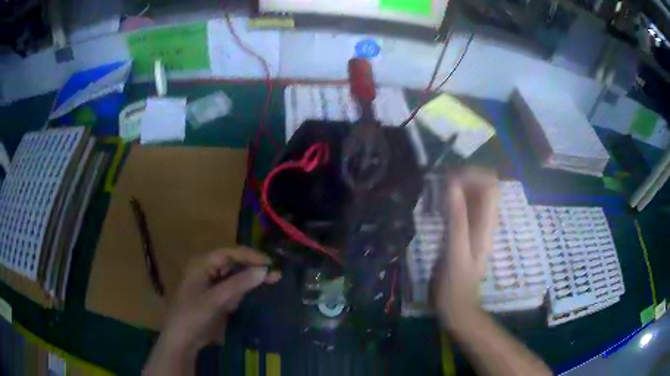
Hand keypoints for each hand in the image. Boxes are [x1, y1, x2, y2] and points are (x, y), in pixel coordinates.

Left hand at [146, 247, 280, 373]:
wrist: (182, 339)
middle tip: (275, 273)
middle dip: (253, 267)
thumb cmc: (193, 315)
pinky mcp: (216, 298)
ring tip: (273, 279)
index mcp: (202, 263)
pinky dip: (244, 289)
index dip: (250, 256)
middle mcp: (207, 270)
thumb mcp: (216, 299)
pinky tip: (258, 290)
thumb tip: (264, 269)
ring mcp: (211, 284)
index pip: (229, 253)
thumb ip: (239, 284)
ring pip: (235, 276)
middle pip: (233, 263)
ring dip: (251, 278)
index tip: (269, 263)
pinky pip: (233, 289)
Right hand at [434, 169, 498, 328]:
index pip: (491, 185)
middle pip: (484, 188)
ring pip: (474, 197)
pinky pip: (465, 208)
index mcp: (486, 224)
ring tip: (438, 192)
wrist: (457, 307)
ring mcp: (477, 228)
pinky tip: (439, 207)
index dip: (474, 175)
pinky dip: (454, 201)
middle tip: (441, 183)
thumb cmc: (455, 283)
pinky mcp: (467, 234)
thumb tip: (453, 185)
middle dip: (465, 179)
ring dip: (458, 189)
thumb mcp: (455, 251)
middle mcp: (485, 222)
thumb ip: (457, 218)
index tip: (451, 177)